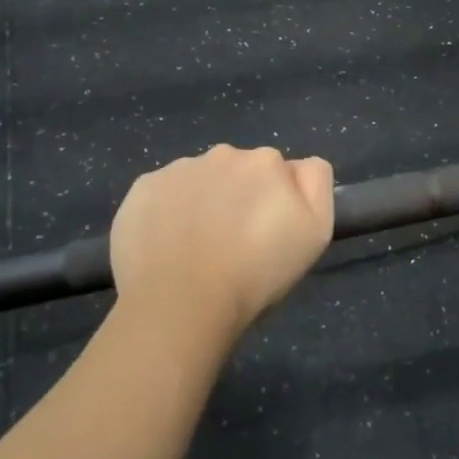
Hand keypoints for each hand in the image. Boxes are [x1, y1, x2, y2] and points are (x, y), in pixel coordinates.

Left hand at [110, 145, 334, 344]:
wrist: (181, 304)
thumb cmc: (256, 273)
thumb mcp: (315, 232)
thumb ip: (316, 184)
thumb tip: (299, 166)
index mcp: (266, 161)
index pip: (279, 172)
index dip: (276, 202)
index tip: (268, 234)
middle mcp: (223, 154)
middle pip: (238, 172)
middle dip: (239, 196)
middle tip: (234, 243)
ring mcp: (178, 169)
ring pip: (199, 181)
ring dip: (203, 202)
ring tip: (197, 249)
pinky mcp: (142, 189)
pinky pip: (162, 194)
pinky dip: (167, 212)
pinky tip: (167, 246)